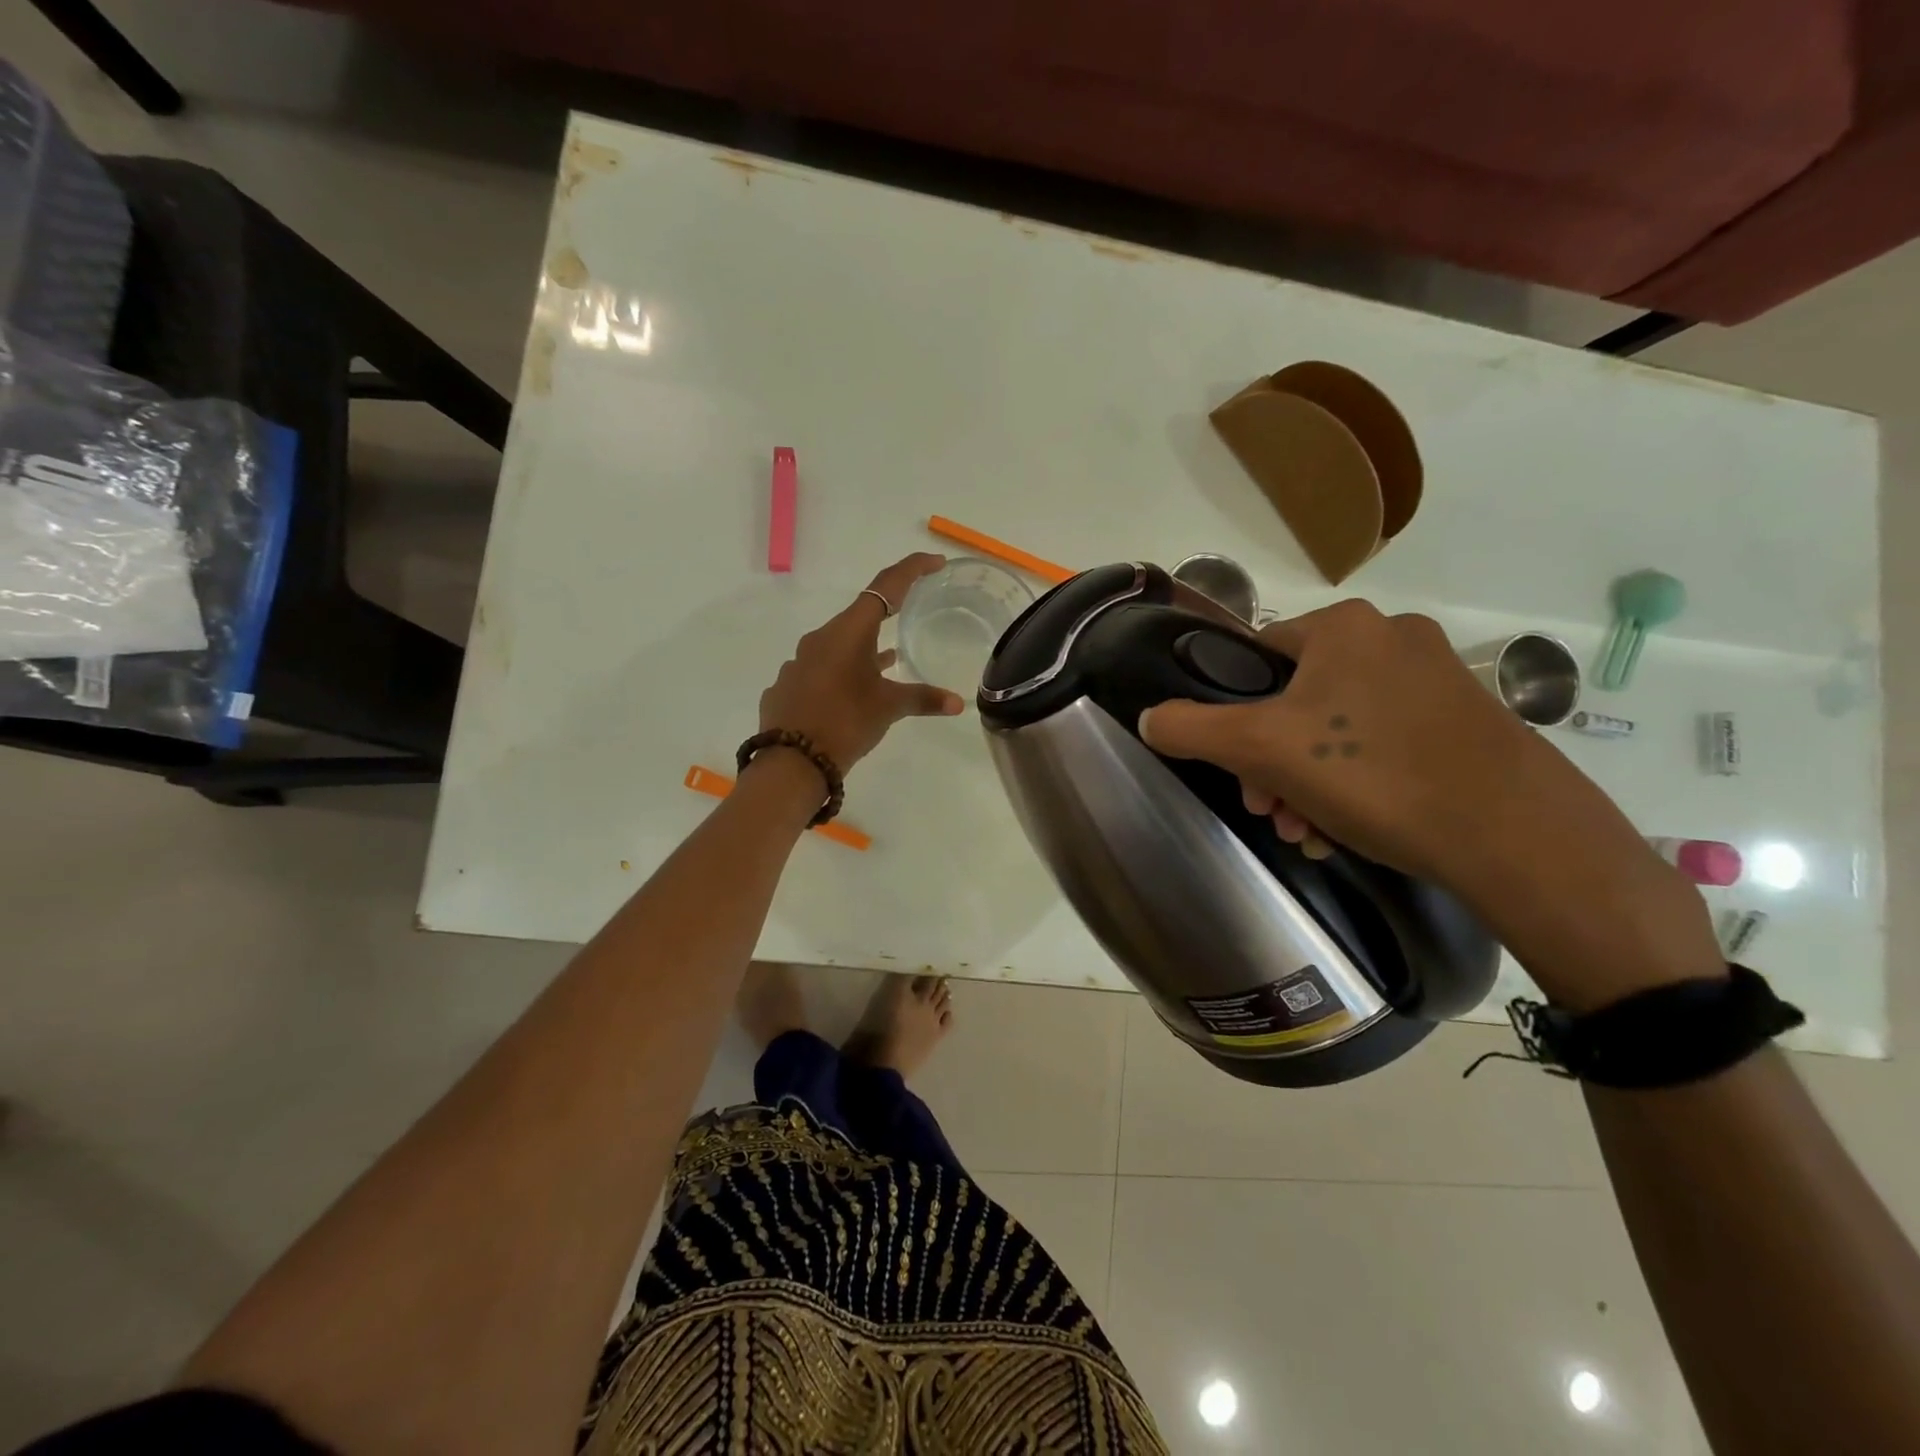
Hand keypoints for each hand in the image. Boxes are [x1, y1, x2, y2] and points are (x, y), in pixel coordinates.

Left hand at [758, 553, 963, 769]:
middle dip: (887, 615)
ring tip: (887, 660)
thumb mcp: (889, 708)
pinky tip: (851, 693)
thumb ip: (923, 699)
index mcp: (848, 632)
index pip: (885, 587)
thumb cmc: (845, 722)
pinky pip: (820, 670)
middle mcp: (820, 638)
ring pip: (838, 645)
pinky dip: (841, 673)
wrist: (791, 762)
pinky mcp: (788, 686)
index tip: (935, 563)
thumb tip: (957, 702)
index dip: (912, 570)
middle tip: (911, 615)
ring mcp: (799, 662)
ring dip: (863, 649)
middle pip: (859, 616)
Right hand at [1137, 599, 1722, 1007]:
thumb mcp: (1260, 750)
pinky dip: (1354, 784)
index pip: (1256, 658)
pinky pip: (1383, 744)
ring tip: (1305, 832)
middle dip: (1271, 763)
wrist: (1514, 834)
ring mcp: (1436, 679)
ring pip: (1337, 729)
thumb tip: (1148, 718)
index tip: (1236, 770)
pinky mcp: (1466, 721)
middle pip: (1295, 700)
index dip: (1233, 716)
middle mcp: (1392, 638)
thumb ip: (1191, 728)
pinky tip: (1344, 830)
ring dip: (1306, 781)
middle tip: (1268, 811)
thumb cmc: (1372, 774)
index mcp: (1343, 627)